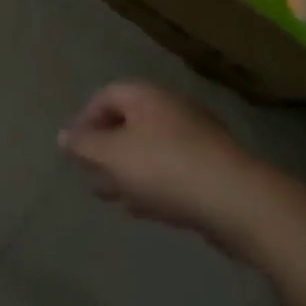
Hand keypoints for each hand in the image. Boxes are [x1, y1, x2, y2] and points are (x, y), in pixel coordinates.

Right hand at [58, 84, 273, 254]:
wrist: (242, 203)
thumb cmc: (165, 169)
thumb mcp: (111, 156)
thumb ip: (83, 146)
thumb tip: (63, 136)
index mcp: (146, 97)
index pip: (105, 96)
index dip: (85, 119)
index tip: (75, 149)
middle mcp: (172, 109)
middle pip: (129, 123)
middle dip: (107, 149)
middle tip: (91, 174)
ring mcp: (199, 140)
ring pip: (151, 150)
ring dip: (129, 171)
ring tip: (112, 196)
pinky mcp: (217, 171)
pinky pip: (174, 172)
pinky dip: (154, 185)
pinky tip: (144, 209)